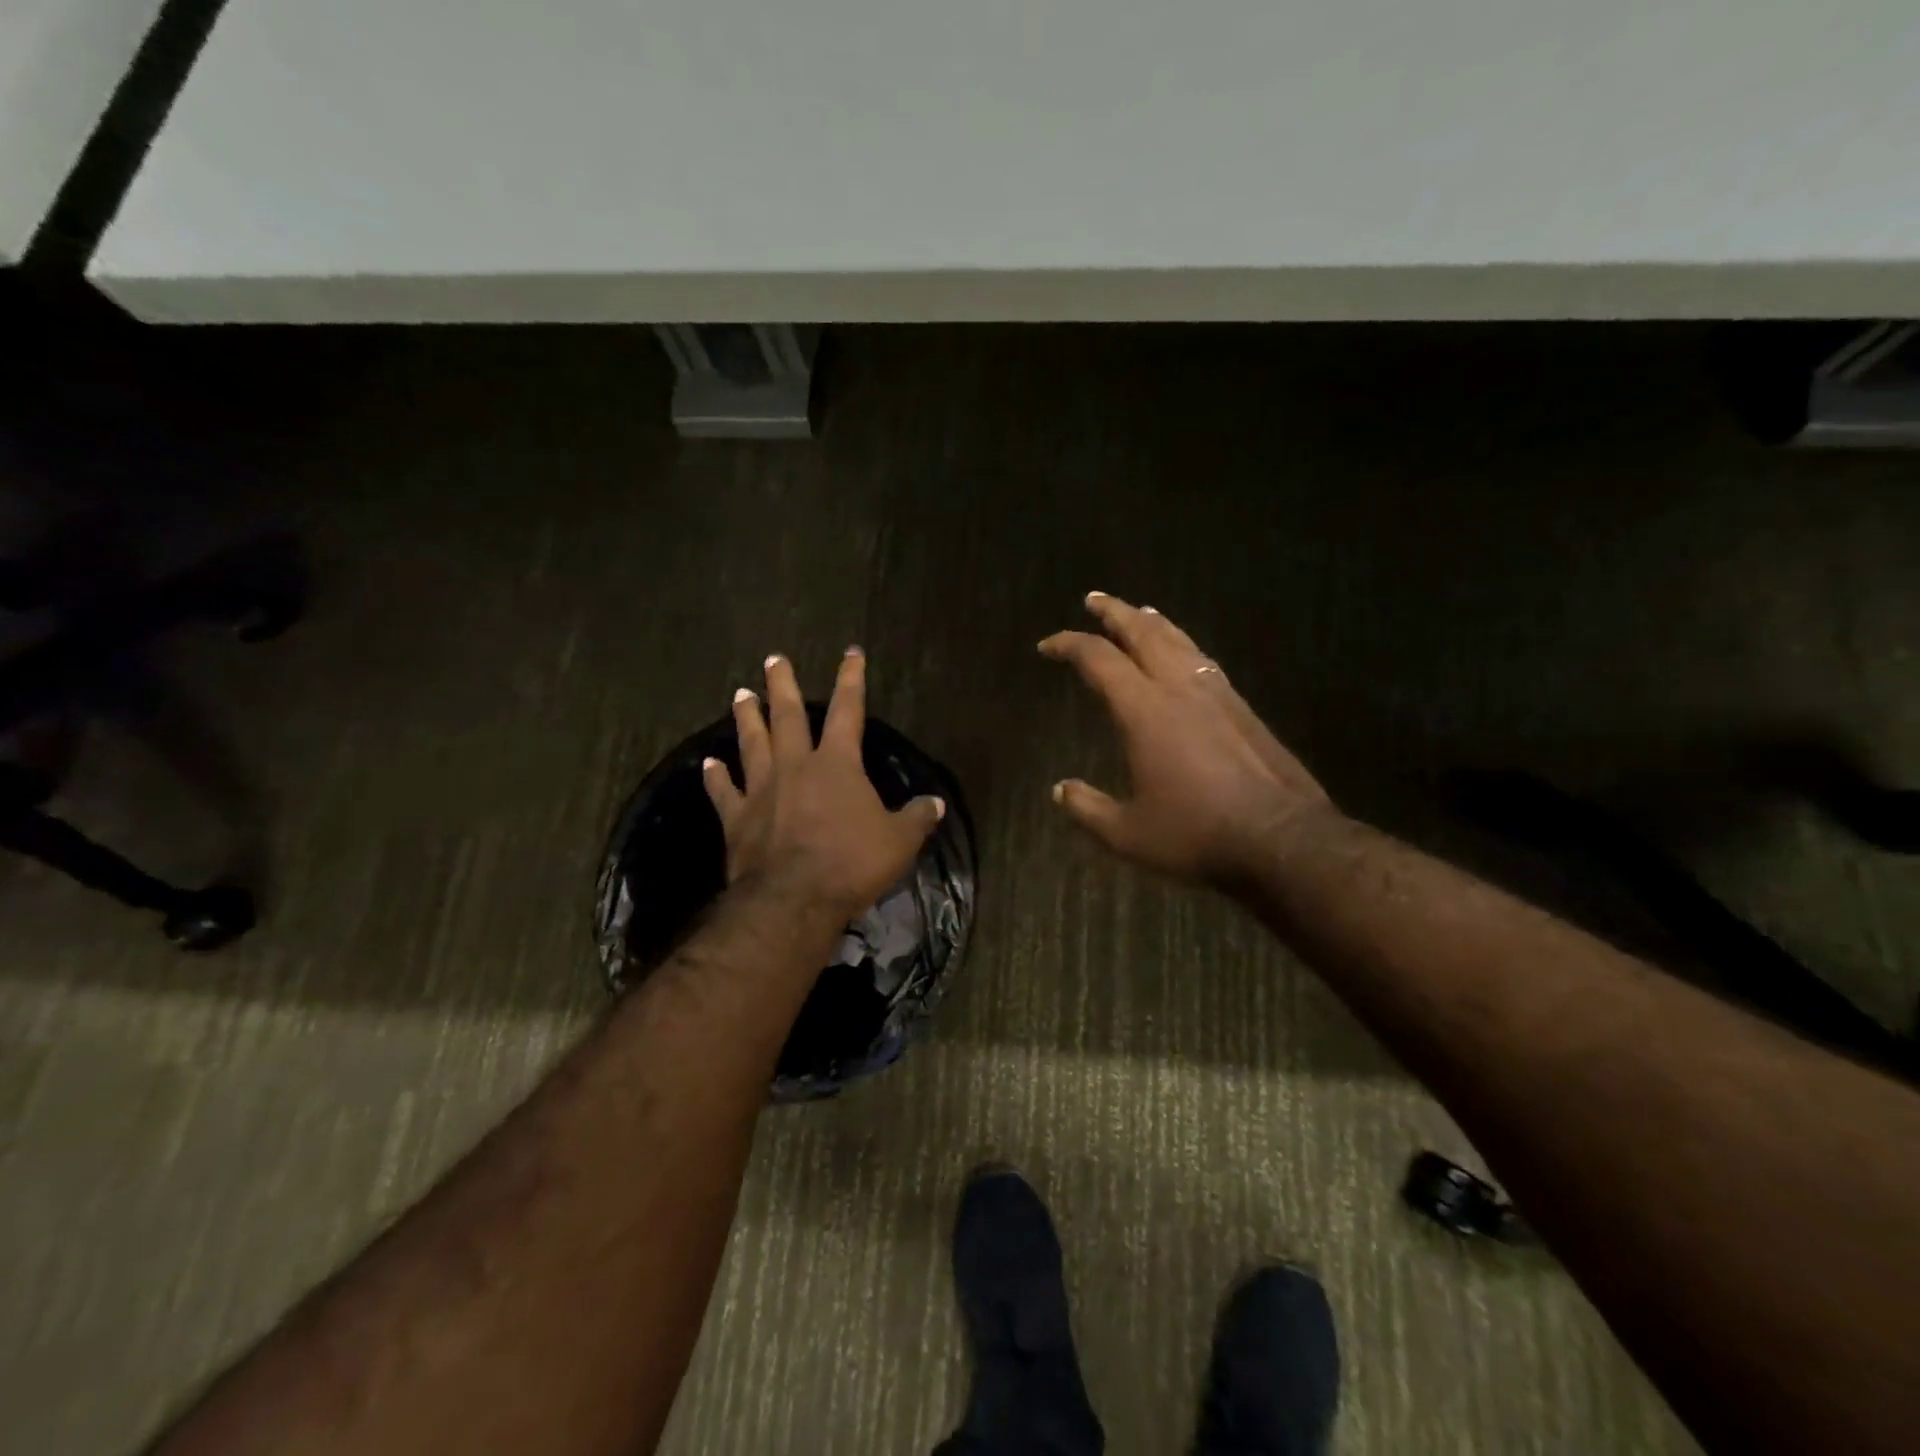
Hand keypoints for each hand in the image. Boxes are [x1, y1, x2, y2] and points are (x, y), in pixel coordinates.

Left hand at [703, 647, 944, 924]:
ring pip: (752, 743)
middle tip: (773, 660)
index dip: (851, 680)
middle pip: (787, 716)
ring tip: (740, 694)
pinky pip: (724, 791)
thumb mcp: (899, 841)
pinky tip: (709, 763)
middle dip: (782, 685)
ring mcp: (762, 790)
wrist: (794, 899)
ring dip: (746, 718)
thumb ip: (917, 817)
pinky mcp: (737, 817)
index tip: (850, 653)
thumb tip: (936, 803)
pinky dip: (716, 776)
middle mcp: (796, 766)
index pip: (848, 710)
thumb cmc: (851, 863)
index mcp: (837, 764)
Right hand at [1040, 593, 1336, 889]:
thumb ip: (1088, 809)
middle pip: (1143, 633)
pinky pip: (1203, 661)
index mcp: (1144, 710)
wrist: (1281, 838)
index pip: (1098, 659)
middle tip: (1094, 599)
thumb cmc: (1196, 833)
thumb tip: (1060, 791)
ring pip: (1180, 641)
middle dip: (1114, 613)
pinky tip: (1185, 656)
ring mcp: (1217, 694)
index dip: (1068, 645)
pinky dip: (1183, 646)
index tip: (1047, 646)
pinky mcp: (1243, 709)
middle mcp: (1179, 689)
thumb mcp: (1128, 833)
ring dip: (1153, 623)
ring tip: (1140, 613)